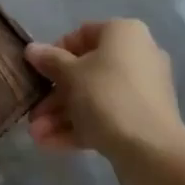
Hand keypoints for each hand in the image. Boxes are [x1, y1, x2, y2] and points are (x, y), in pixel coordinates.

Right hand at [25, 19, 184, 174]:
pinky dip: (80, 127)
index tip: (38, 72)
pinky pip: (106, 117)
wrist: (152, 151)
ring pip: (94, 97)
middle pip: (86, 71)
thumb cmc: (107, 96)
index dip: (55, 53)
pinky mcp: (142, 120)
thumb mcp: (71, 75)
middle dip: (55, 94)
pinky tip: (50, 144)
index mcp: (124, 33)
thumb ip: (49, 60)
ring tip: (36, 135)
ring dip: (62, 115)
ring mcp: (141, 90)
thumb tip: (32, 49)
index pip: (82, 34)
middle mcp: (137, 56)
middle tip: (33, 112)